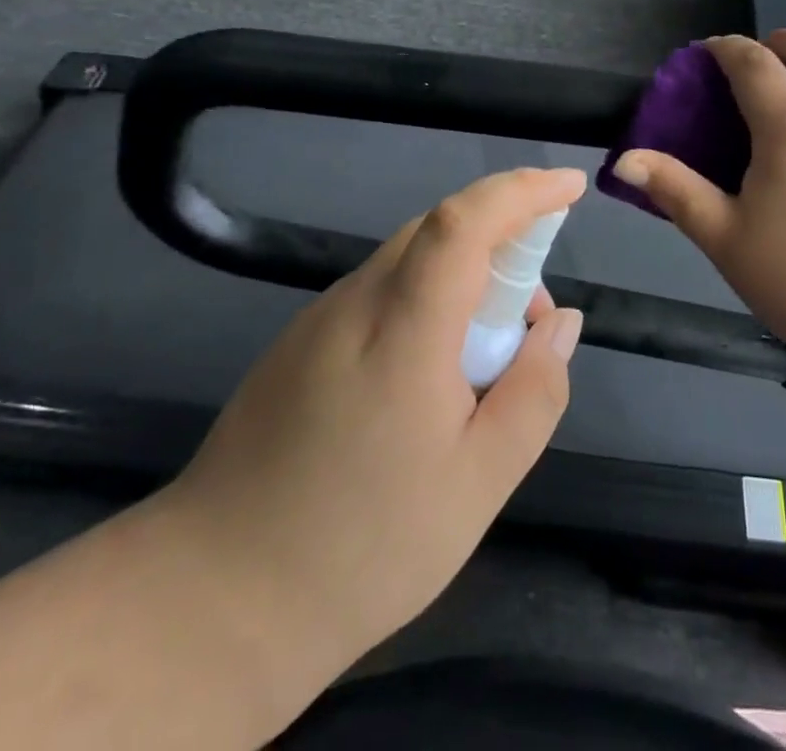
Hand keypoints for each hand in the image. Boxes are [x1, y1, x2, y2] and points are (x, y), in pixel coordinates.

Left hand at [152, 167, 585, 681]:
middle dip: (501, 241)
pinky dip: (424, 299)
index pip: (463, 223)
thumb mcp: (478, 484)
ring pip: (408, 259)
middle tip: (531, 316)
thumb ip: (533, 392)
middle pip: (437, 231)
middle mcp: (356, 302)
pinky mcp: (298, 341)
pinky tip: (428, 375)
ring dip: (463, 275)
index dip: (520, 191)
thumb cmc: (363, 547)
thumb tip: (561, 321)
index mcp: (402, 330)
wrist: (216, 600)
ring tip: (485, 357)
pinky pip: (379, 291)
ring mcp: (319, 318)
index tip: (569, 186)